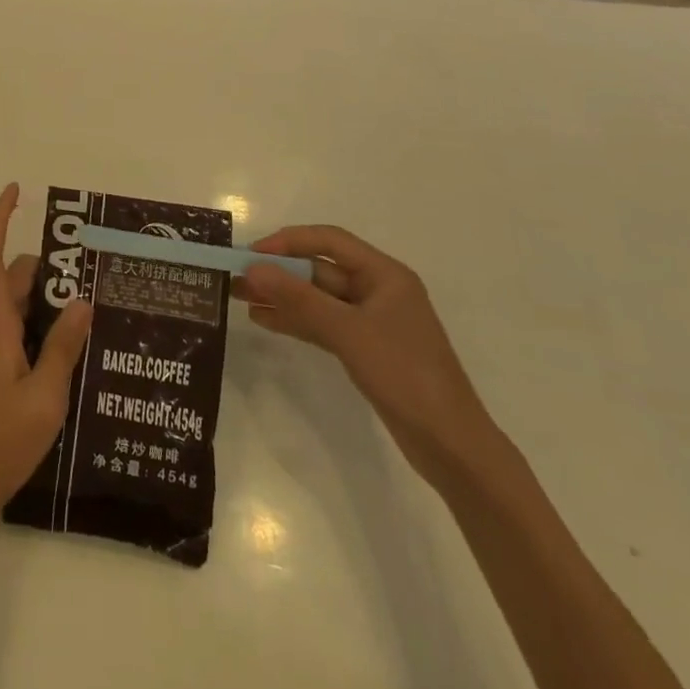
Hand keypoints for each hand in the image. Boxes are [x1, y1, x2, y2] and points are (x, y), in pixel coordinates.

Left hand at [0, 184, 93, 522]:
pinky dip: (44, 322)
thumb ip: (63, 345)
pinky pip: (20, 326)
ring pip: (19, 303)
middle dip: (49, 266)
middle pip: (14, 277)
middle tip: (92, 268)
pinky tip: (75, 342)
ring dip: (50, 297)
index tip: (15, 191)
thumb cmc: (2, 438)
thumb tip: (83, 300)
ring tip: (94, 305)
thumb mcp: (45, 394)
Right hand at [239, 226, 501, 489]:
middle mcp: (378, 290)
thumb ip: (299, 298)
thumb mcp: (348, 332)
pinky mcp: (365, 349)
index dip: (288, 241)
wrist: (452, 447)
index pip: (329, 241)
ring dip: (282, 296)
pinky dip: (295, 320)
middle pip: (320, 269)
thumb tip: (253, 268)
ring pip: (317, 297)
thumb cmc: (405, 375)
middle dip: (279, 272)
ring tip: (240, 298)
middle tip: (237, 278)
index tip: (252, 254)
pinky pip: (322, 323)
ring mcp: (371, 321)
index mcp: (385, 275)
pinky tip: (264, 320)